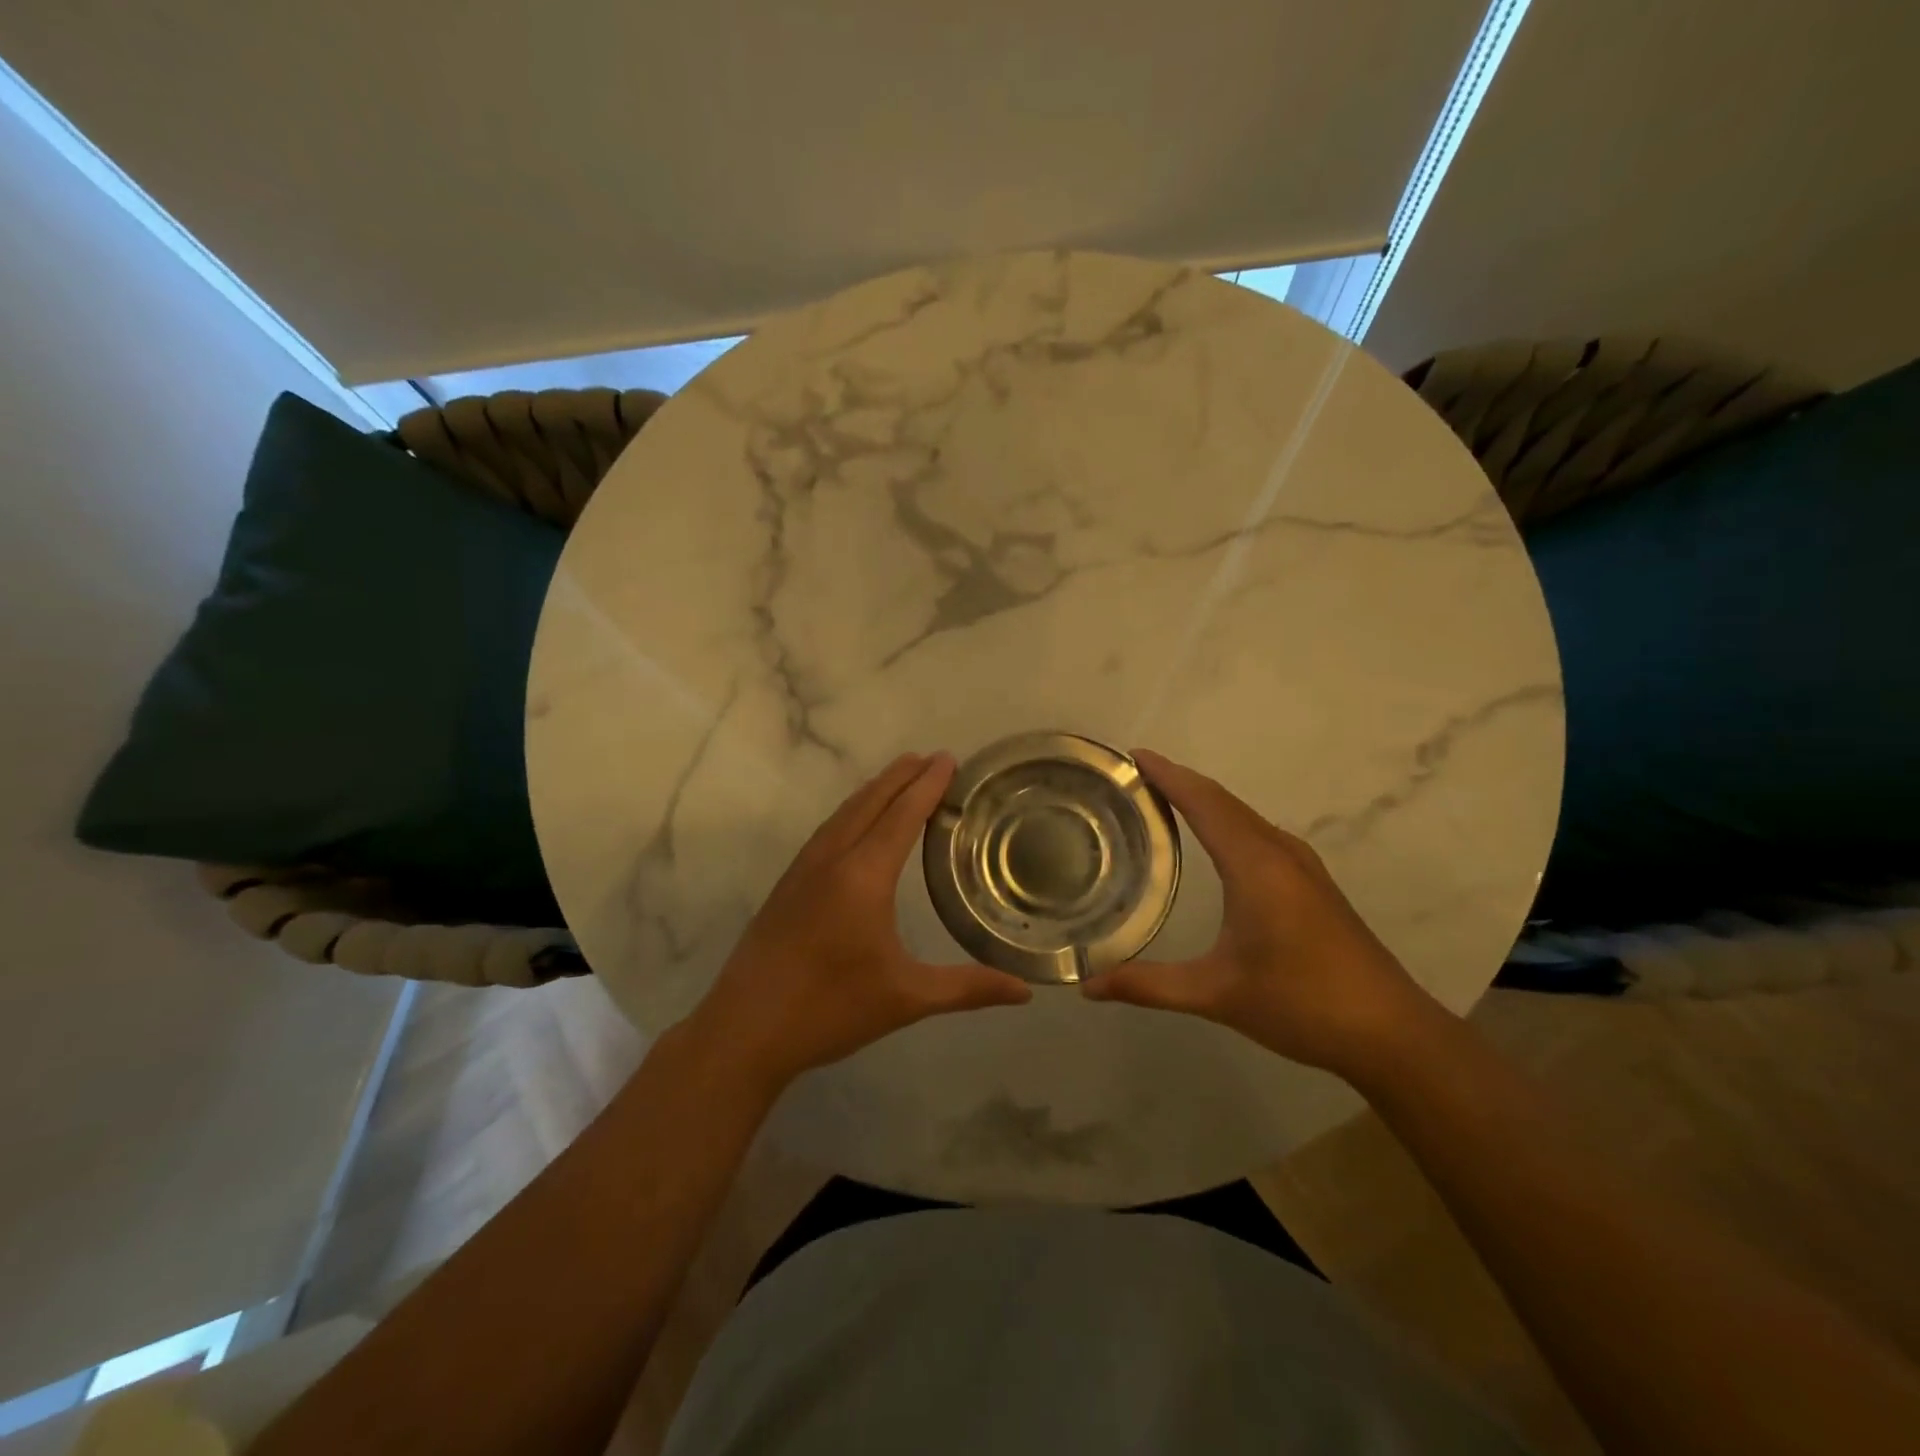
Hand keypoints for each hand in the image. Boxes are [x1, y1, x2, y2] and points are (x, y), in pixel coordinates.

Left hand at [688, 752, 1032, 1092]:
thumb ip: (968, 988)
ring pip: (844, 813)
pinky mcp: (787, 885)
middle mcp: (832, 860)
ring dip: (874, 790)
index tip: (947, 759)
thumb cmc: (830, 1009)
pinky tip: (855, 823)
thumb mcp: (906, 998)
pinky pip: (827, 830)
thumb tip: (1025, 992)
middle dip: (901, 776)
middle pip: (870, 802)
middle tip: (930, 757)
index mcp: (864, 876)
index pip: (902, 815)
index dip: (927, 785)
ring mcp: (803, 869)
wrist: (744, 1030)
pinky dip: (851, 811)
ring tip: (898, 777)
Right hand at [1083, 749, 1436, 1078]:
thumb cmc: (1302, 1003)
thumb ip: (1148, 985)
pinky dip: (1226, 821)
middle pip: (1222, 800)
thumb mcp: (1217, 994)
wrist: (1391, 1033)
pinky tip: (1214, 841)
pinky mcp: (1312, 883)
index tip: (1131, 755)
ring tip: (1162, 799)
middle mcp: (1279, 852)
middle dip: (1179, 781)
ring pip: (1244, 815)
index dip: (1167, 775)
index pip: (1203, 802)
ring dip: (1204, 800)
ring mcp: (1302, 866)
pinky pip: (1258, 833)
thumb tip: (1088, 986)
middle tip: (1133, 776)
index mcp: (1255, 865)